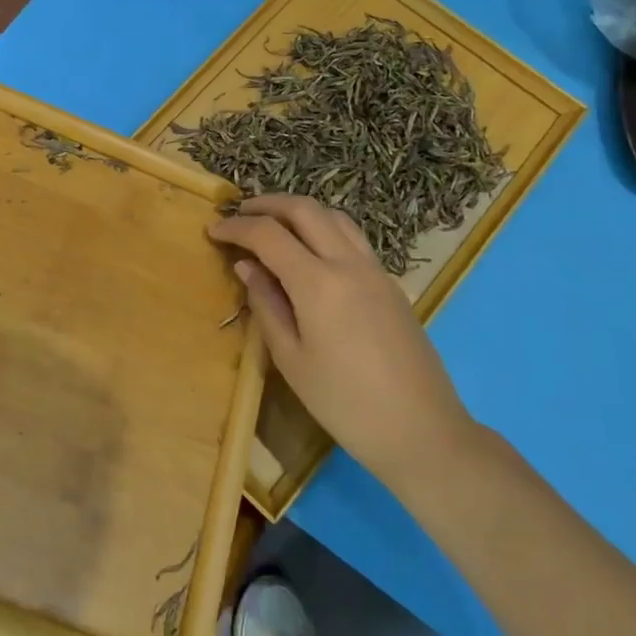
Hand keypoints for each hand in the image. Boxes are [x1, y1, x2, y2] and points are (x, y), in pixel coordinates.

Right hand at [209, 195, 477, 494]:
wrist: (422, 431)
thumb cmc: (345, 404)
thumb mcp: (291, 360)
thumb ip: (266, 305)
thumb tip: (247, 266)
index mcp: (318, 283)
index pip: (268, 235)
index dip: (236, 227)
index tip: (213, 230)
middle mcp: (348, 263)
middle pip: (304, 209)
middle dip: (267, 204)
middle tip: (240, 213)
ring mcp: (375, 270)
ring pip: (334, 217)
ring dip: (299, 211)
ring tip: (274, 224)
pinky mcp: (390, 283)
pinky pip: (352, 237)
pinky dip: (324, 228)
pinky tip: (311, 252)